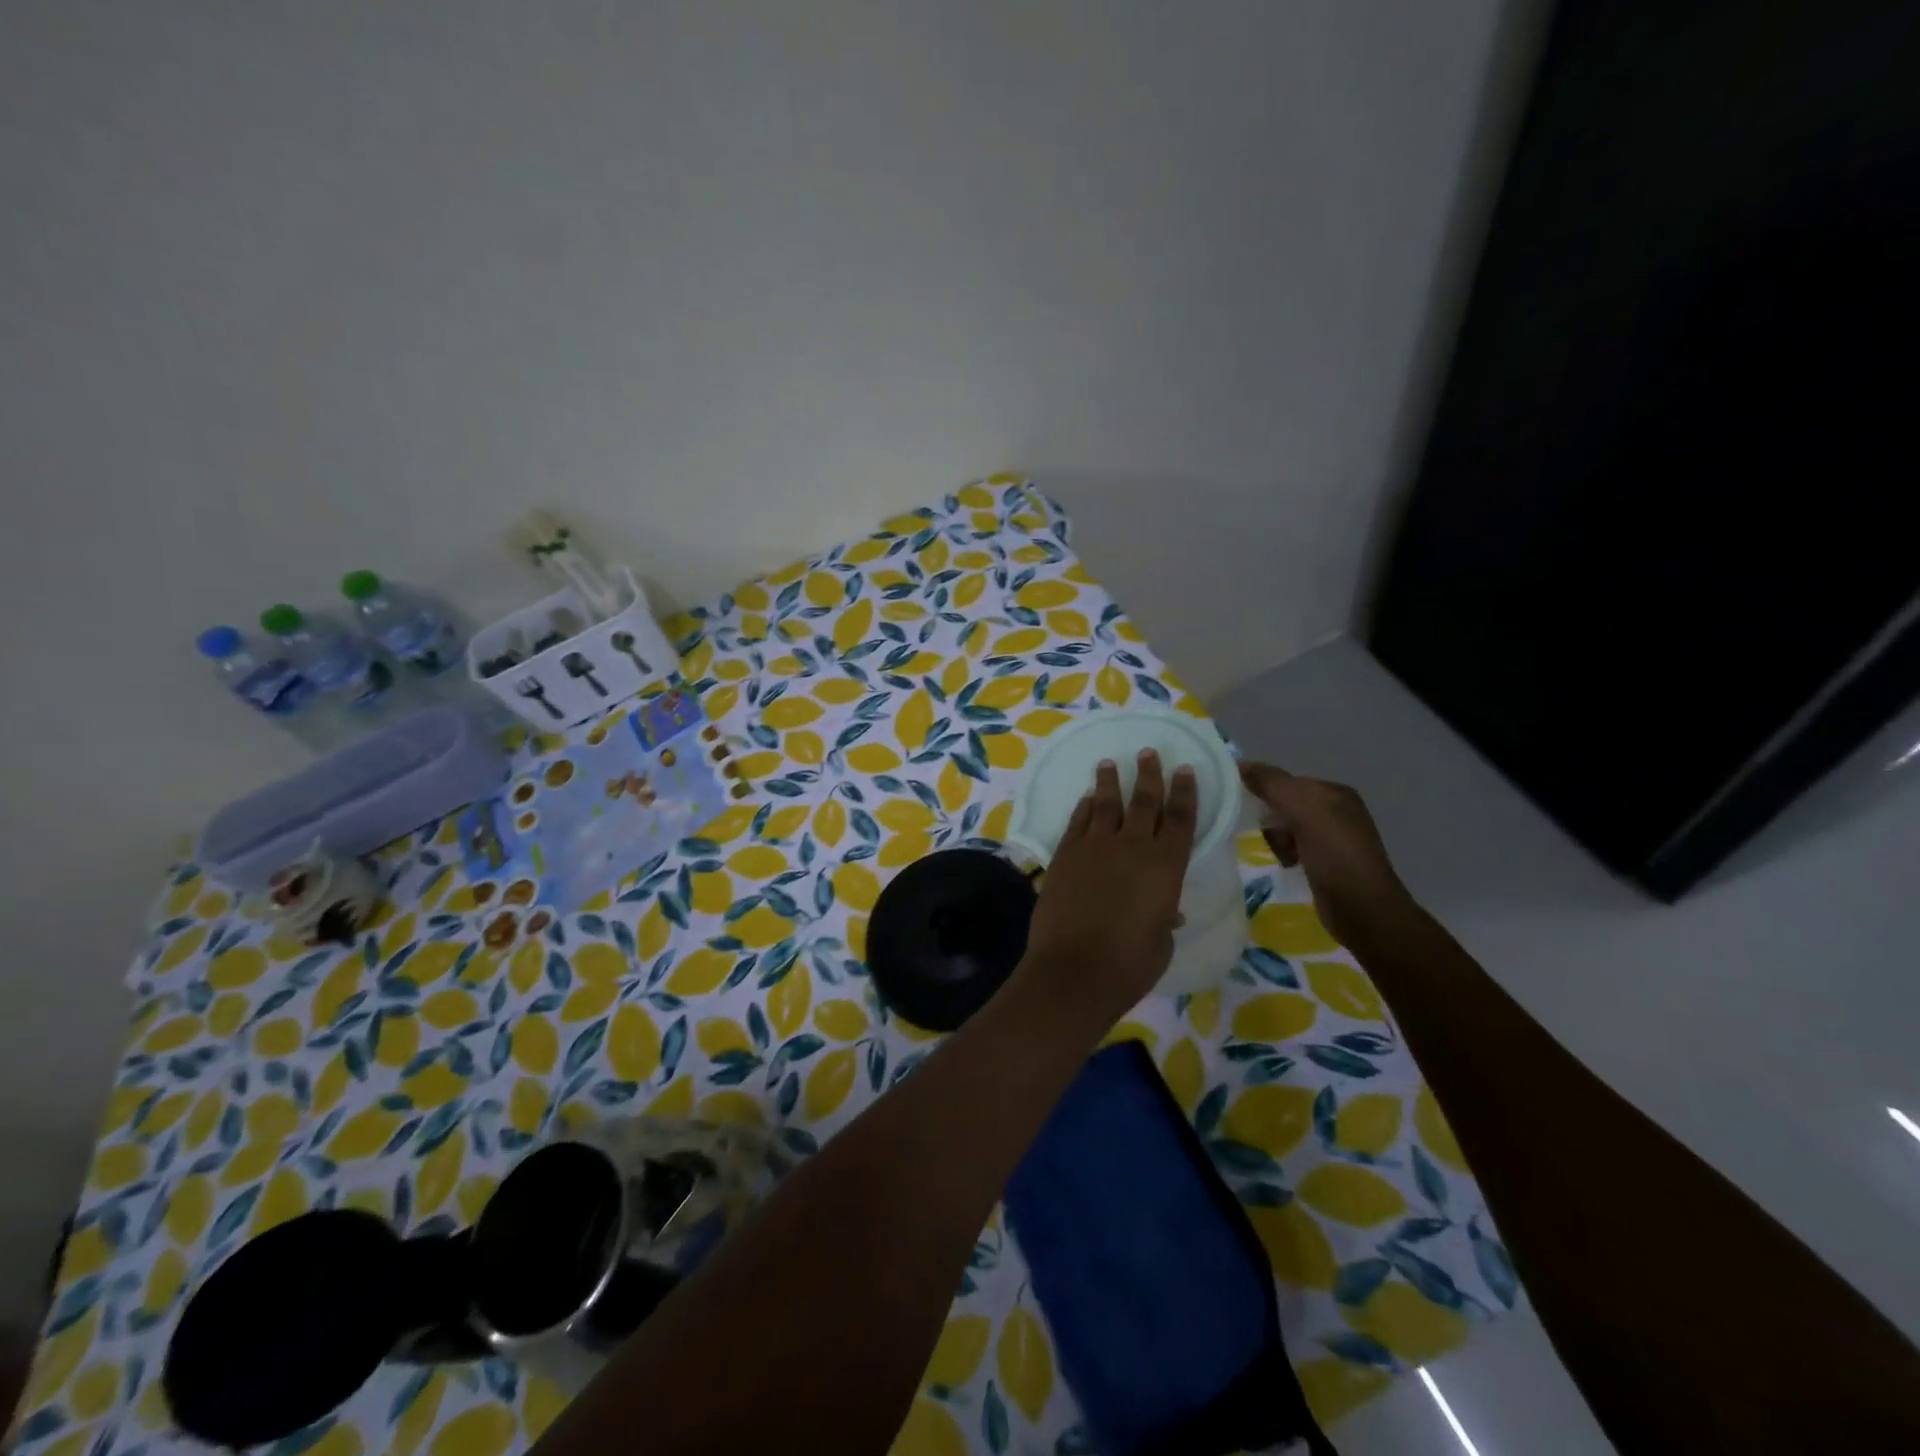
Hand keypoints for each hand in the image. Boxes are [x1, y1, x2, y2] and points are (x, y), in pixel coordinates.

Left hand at [1022, 750, 1197, 1024]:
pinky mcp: (1065, 854)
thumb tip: (1165, 911)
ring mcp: (1095, 846)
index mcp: (1166, 866)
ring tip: (1110, 763)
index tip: (1185, 770)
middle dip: (1149, 775)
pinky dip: (1084, 807)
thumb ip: (1164, 918)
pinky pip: (1078, 821)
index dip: (1185, 792)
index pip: (1181, 819)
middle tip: (1148, 752)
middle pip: (1144, 801)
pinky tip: (1087, 798)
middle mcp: (1133, 846)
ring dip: (1111, 782)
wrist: (1075, 969)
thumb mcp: (1160, 942)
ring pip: (1107, 804)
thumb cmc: (1129, 964)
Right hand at [1239, 762, 1415, 951]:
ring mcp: (1334, 839)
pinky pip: (1295, 848)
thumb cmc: (1335, 856)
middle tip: (1275, 839)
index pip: (1287, 782)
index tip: (1254, 812)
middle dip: (1273, 821)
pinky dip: (1287, 854)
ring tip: (1284, 857)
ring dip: (1278, 840)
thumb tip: (1241, 764)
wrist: (1364, 910)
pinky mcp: (1328, 863)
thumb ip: (1272, 784)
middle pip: (1285, 805)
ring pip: (1287, 828)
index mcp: (1336, 793)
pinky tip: (1289, 866)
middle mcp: (1338, 811)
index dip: (1267, 794)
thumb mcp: (1303, 811)